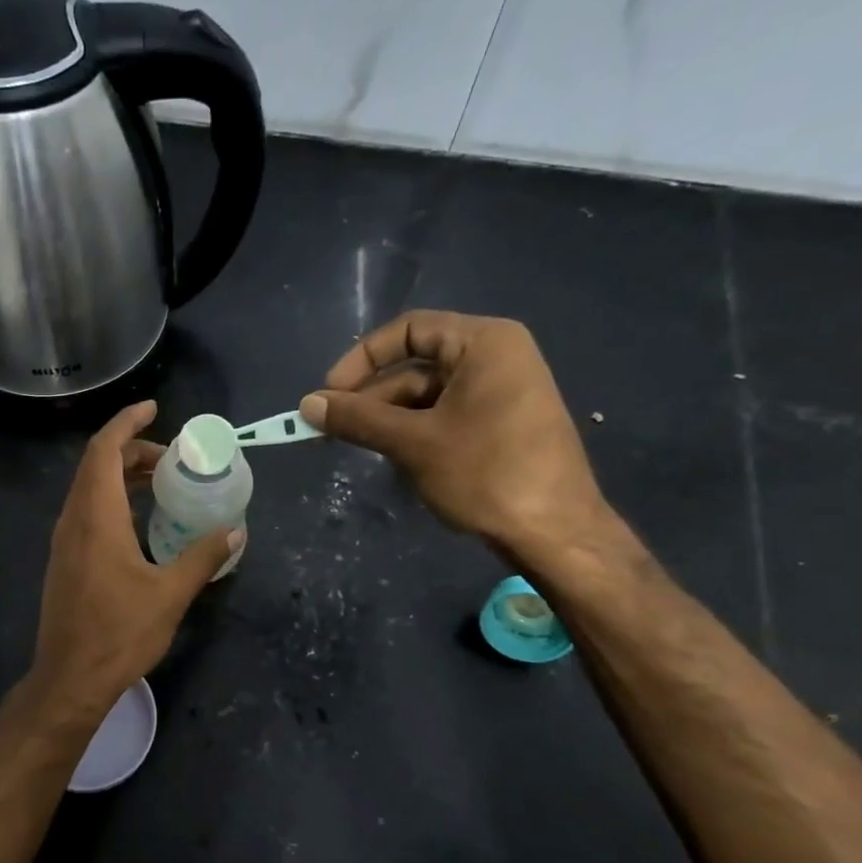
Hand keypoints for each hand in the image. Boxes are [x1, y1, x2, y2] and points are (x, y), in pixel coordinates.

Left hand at [27, 401, 240, 720]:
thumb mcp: (170, 594)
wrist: (70, 679)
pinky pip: (86, 512)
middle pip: (95, 465)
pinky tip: (139, 521)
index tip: (153, 409)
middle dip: (131, 450)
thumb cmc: (119, 634)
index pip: (104, 450)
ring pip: (88, 489)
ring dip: (120, 476)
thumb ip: (203, 557)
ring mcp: (64, 542)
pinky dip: (111, 500)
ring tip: (159, 482)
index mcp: (96, 518)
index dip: (126, 423)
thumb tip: (234, 529)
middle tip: (171, 457)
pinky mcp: (64, 561)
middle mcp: (73, 521)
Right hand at [299, 311, 613, 561]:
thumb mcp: (414, 442)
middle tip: (330, 431)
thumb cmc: (486, 473)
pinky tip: (395, 461)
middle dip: (371, 399)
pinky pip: (445, 418)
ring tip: (359, 450)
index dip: (362, 358)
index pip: (409, 330)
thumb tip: (306, 404)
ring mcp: (502, 395)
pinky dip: (414, 435)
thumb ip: (358, 419)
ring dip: (389, 421)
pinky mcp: (501, 427)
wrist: (555, 532)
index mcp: (484, 343)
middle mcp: (496, 359)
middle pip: (415, 367)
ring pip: (427, 398)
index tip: (329, 393)